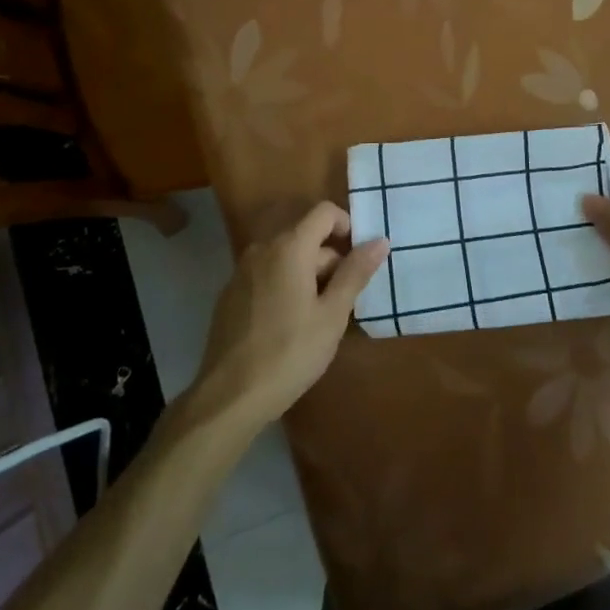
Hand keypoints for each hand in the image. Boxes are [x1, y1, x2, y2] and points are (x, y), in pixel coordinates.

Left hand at [193, 202, 388, 429]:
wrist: (229, 397)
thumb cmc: (289, 353)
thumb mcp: (332, 315)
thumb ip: (355, 273)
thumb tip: (379, 240)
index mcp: (289, 247)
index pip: (324, 212)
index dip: (347, 226)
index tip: (359, 260)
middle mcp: (263, 248)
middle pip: (306, 236)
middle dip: (330, 261)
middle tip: (344, 301)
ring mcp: (242, 271)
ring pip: (287, 258)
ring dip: (309, 275)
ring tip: (320, 317)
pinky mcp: (230, 294)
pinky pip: (267, 275)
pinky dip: (285, 286)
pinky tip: (290, 325)